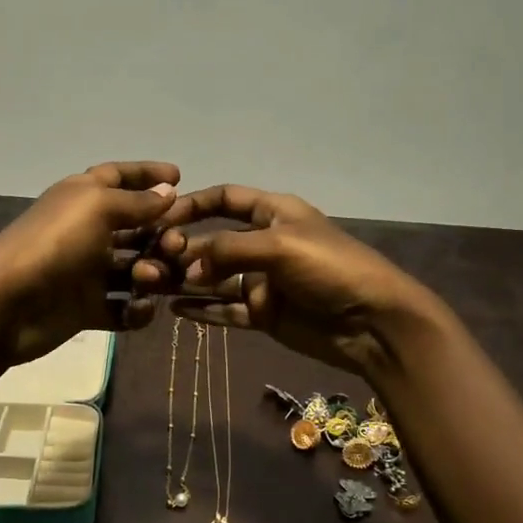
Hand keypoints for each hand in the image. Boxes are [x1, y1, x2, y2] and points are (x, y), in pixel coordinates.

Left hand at [0, 161, 178, 365]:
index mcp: (83, 197)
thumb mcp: (98, 208)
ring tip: (150, 280)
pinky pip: (122, 306)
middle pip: (136, 227)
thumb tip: (168, 190)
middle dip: (161, 235)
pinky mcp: (86, 307)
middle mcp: (86, 230)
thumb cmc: (55, 243)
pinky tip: (139, 309)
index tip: (180, 176)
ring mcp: (86, 270)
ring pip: (134, 268)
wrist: (7, 303)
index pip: (119, 176)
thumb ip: (137, 201)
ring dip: (151, 273)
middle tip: (177, 245)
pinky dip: (136, 309)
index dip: (147, 173)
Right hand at [132, 184, 431, 377]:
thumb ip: (229, 251)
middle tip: (150, 262)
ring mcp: (263, 280)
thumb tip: (186, 268)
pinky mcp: (264, 313)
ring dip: (185, 280)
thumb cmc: (331, 268)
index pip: (225, 199)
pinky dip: (202, 309)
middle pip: (213, 242)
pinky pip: (226, 308)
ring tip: (150, 285)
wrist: (373, 322)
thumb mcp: (280, 246)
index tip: (160, 217)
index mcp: (273, 213)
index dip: (193, 204)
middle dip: (182, 249)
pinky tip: (174, 309)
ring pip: (214, 278)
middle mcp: (264, 243)